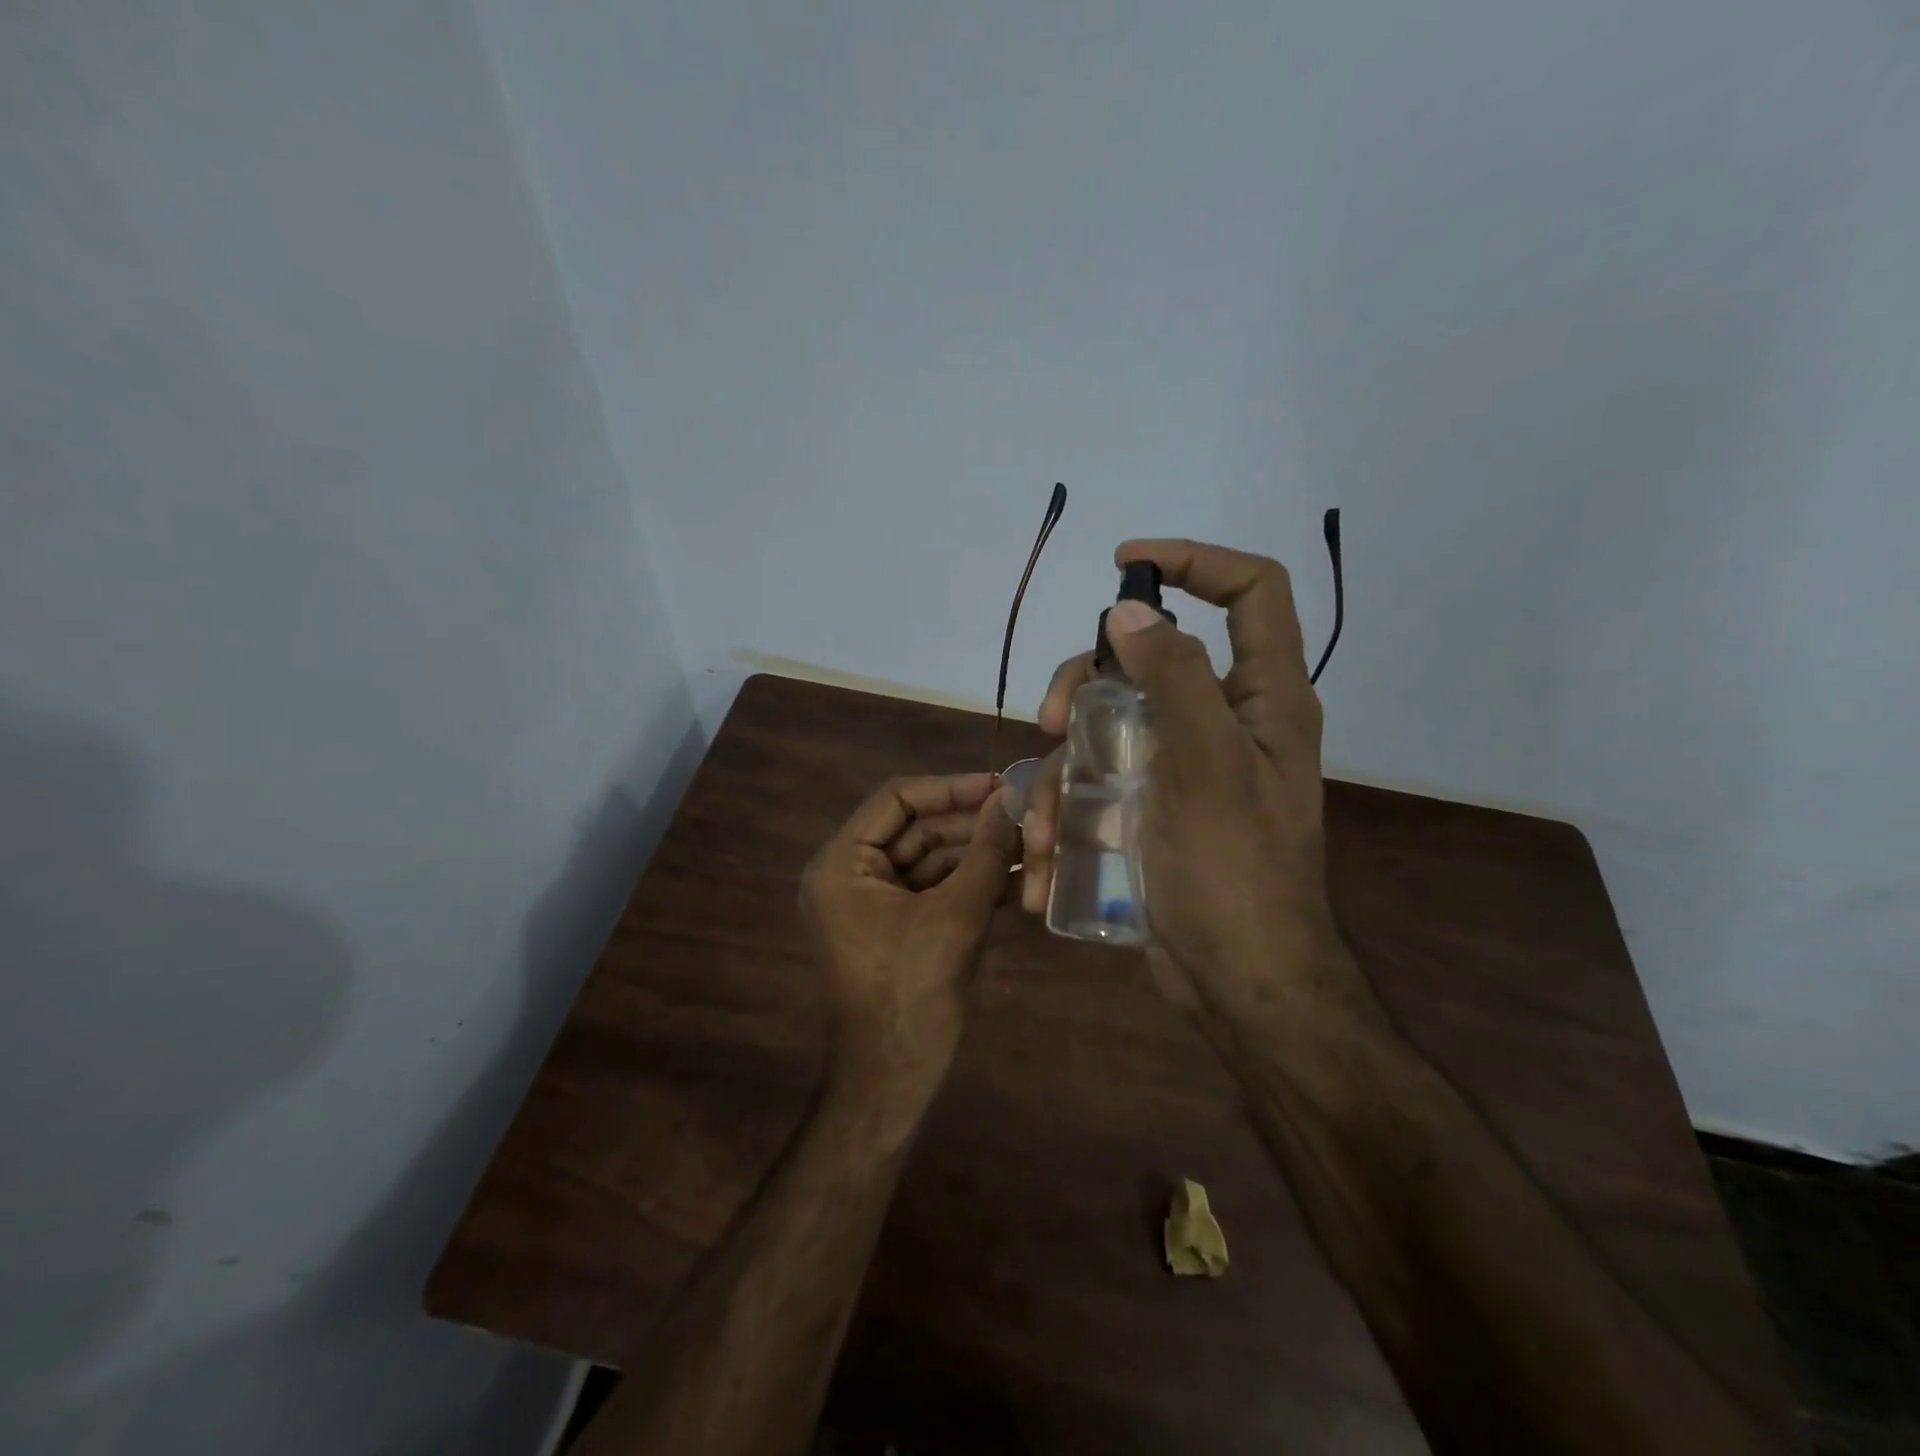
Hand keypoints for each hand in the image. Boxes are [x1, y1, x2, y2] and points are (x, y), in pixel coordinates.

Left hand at [801, 773, 1019, 1105]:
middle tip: (1025, 815)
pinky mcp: (895, 926)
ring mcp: (872, 903)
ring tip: (1031, 846)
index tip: (1001, 785)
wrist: (893, 1081)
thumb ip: (986, 852)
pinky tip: (1016, 881)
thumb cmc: (914, 994)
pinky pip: (933, 890)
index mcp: (842, 864)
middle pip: (916, 829)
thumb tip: (1012, 798)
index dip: (951, 788)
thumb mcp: (956, 916)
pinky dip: (970, 885)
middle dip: (971, 825)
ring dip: (977, 855)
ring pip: (930, 859)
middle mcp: (850, 875)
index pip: (897, 799)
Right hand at [1022, 540, 1367, 1023]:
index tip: (1124, 566)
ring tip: (1044, 826)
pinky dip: (1068, 806)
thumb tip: (1131, 612)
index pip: (1251, 592)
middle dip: (1085, 682)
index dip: (1195, 561)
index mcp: (1263, 698)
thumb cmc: (1234, 873)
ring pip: (1107, 722)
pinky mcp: (1150, 804)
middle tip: (1047, 720)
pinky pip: (1099, 777)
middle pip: (1146, 658)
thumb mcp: (1206, 767)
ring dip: (1064, 764)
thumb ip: (1174, 680)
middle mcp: (1224, 719)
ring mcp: (1181, 764)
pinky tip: (1047, 854)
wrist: (1237, 982)